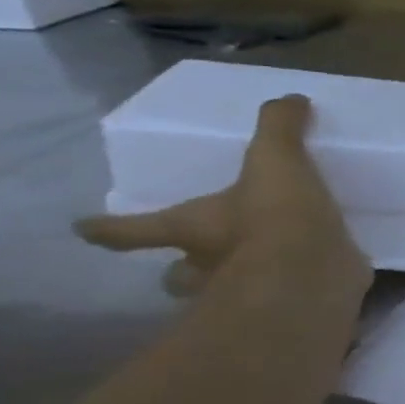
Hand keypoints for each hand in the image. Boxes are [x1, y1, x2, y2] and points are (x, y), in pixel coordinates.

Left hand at [75, 94, 368, 297]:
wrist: (311, 274)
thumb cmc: (274, 218)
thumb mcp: (276, 160)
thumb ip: (279, 128)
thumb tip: (289, 98)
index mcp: (189, 227)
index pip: (131, 229)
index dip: (108, 228)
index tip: (85, 229)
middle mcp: (206, 264)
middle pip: (176, 271)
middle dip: (183, 267)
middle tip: (201, 258)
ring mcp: (245, 291)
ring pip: (225, 290)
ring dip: (238, 281)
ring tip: (269, 267)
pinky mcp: (289, 305)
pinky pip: (286, 296)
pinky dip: (297, 289)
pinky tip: (318, 277)